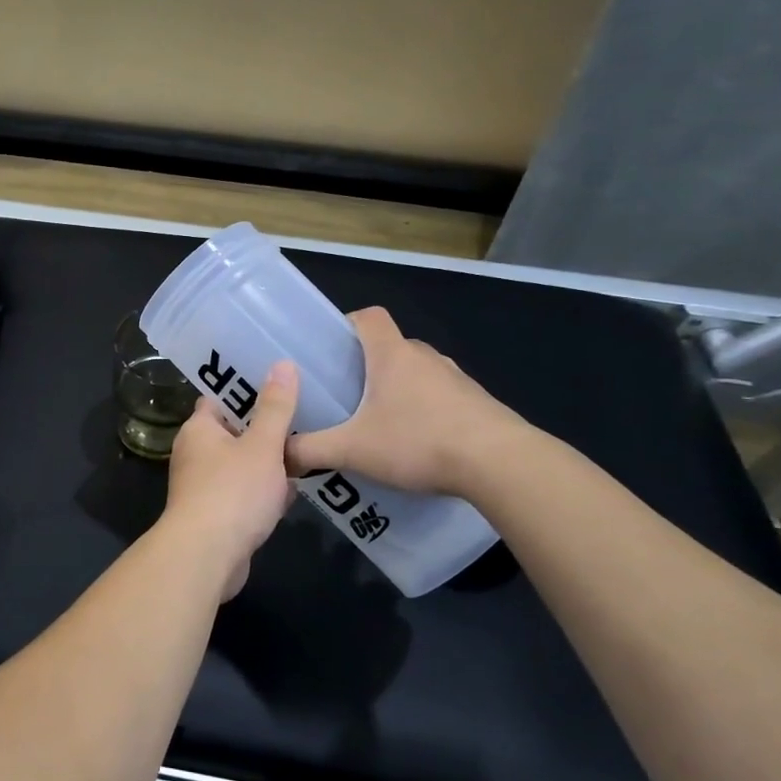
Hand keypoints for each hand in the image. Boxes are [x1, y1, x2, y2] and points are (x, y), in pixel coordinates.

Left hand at [161, 362, 299, 597]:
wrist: (207, 556)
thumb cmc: (233, 491)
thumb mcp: (262, 445)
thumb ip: (276, 408)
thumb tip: (282, 363)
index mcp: (199, 429)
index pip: (219, 398)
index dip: (246, 388)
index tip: (278, 381)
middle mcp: (195, 454)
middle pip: (233, 432)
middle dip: (265, 429)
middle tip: (304, 416)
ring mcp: (203, 486)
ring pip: (241, 465)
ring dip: (268, 463)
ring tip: (306, 451)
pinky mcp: (215, 515)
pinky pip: (243, 494)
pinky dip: (264, 493)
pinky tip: (291, 494)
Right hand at [285, 307, 527, 497]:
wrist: (501, 464)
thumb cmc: (418, 441)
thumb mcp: (352, 450)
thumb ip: (310, 450)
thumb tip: (278, 455)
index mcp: (392, 354)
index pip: (368, 316)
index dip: (347, 324)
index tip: (330, 348)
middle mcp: (425, 357)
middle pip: (390, 347)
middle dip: (366, 366)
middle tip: (344, 396)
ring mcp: (456, 378)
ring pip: (416, 373)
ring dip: (397, 390)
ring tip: (378, 424)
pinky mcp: (478, 403)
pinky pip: (440, 397)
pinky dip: (425, 411)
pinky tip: (416, 444)